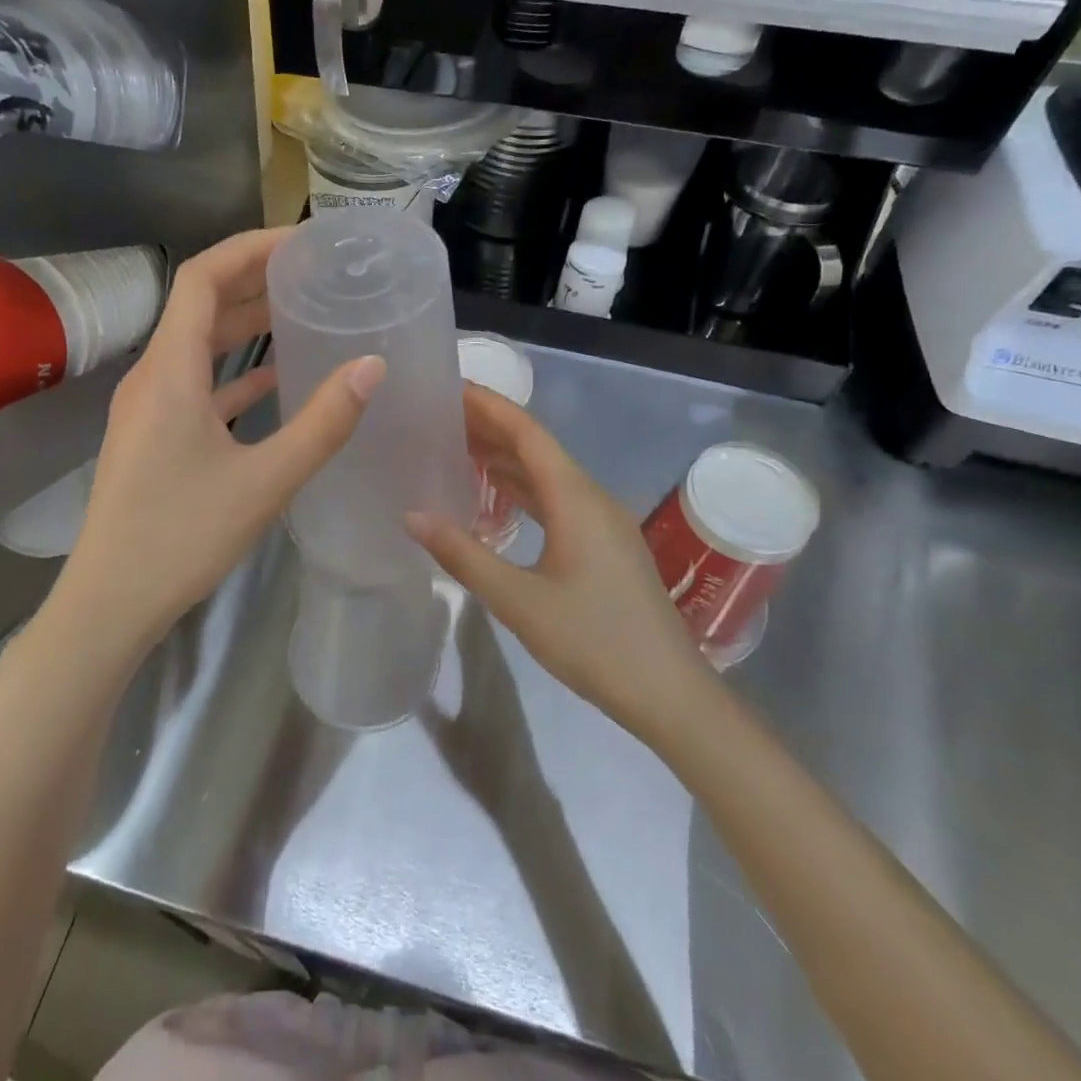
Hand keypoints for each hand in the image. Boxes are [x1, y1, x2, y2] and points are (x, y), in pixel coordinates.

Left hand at [50, 228, 384, 653]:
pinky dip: (234, 372)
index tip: (301, 241)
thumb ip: (322, 423)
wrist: (111, 602)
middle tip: (312, 272)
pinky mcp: (154, 436)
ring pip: (198, 345)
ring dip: (244, 324)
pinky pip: (197, 384)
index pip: (201, 277)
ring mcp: (149, 407)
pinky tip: (274, 379)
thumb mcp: (265, 480)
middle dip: (253, 280)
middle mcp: (153, 376)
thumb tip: (372, 366)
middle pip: (200, 305)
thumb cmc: (183, 537)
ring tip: (300, 311)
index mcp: (170, 371)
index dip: (249, 248)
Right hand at [407, 385, 708, 733]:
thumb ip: (463, 555)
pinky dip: (521, 488)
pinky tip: (494, 496)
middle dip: (491, 427)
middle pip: (537, 447)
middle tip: (440, 415)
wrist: (669, 693)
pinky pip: (556, 498)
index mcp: (576, 498)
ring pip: (547, 473)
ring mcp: (602, 521)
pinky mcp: (603, 544)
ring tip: (456, 446)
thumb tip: (412, 516)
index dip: (489, 406)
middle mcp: (592, 497)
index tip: (449, 387)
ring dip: (505, 457)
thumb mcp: (519, 600)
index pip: (527, 433)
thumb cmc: (594, 642)